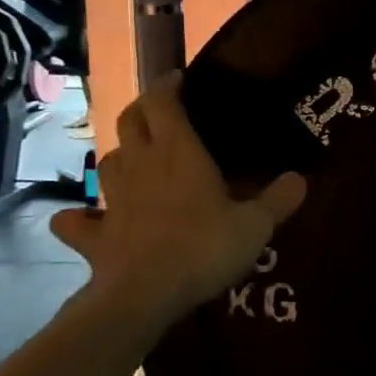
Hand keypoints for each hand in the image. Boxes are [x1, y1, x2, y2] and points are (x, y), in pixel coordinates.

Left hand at [52, 75, 305, 322]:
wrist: (144, 296)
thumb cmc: (203, 248)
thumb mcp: (255, 225)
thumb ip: (278, 199)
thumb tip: (299, 179)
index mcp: (178, 152)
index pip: (163, 102)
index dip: (167, 85)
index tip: (179, 79)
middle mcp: (141, 165)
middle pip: (130, 122)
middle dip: (143, 110)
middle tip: (161, 111)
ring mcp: (112, 200)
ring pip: (108, 162)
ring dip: (120, 154)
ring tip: (135, 159)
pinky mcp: (94, 235)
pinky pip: (76, 221)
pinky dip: (78, 217)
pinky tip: (84, 220)